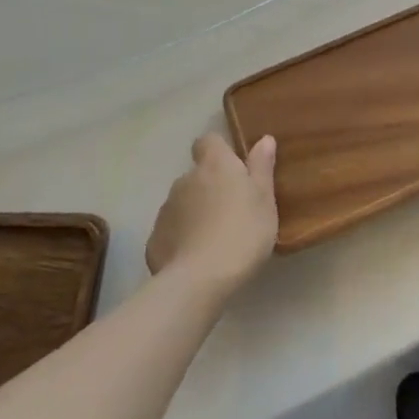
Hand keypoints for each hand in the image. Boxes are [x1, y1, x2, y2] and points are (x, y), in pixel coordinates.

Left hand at [146, 132, 278, 292]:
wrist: (200, 279)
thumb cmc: (243, 231)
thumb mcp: (264, 199)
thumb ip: (262, 167)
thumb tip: (264, 139)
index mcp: (215, 165)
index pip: (209, 141)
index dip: (219, 150)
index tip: (234, 167)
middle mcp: (185, 180)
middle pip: (197, 175)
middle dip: (210, 187)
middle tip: (232, 210)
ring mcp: (166, 210)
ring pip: (183, 203)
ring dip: (196, 212)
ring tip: (215, 238)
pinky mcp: (154, 239)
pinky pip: (171, 231)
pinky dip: (182, 238)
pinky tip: (197, 258)